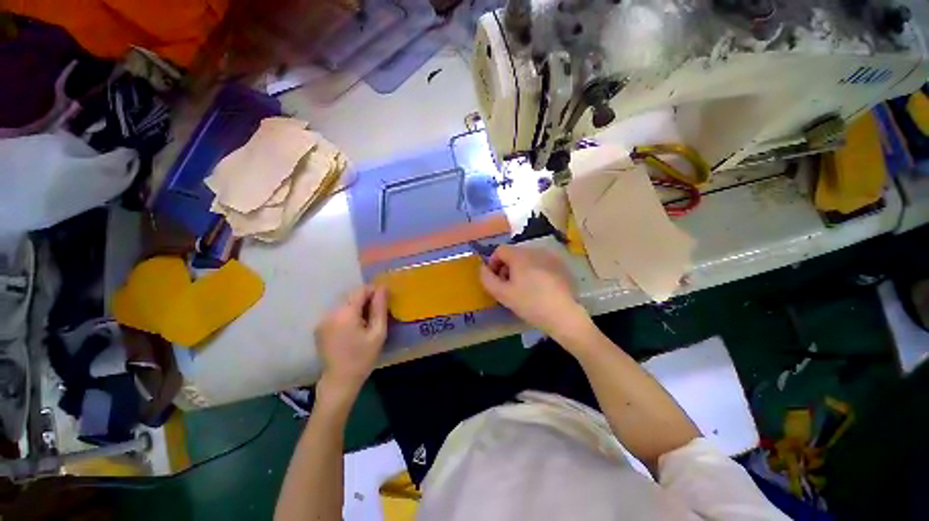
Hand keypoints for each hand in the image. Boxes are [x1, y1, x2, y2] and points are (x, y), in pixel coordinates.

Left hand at [315, 285, 387, 403]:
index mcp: (345, 314)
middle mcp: (330, 313)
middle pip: (351, 296)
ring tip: (367, 320)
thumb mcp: (378, 333)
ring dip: (357, 306)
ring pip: (344, 304)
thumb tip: (382, 288)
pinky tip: (354, 327)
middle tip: (378, 312)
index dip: (374, 291)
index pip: (360, 291)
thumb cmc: (363, 357)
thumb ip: (380, 308)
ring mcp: (322, 320)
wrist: (340, 381)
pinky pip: (337, 313)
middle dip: (366, 299)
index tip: (384, 299)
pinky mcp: (320, 327)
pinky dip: (347, 314)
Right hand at [480, 245, 590, 339]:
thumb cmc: (530, 304)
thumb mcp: (503, 294)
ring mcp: (550, 257)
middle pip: (514, 254)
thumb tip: (482, 268)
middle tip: (508, 286)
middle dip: (506, 267)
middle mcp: (535, 250)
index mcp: (520, 255)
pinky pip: (540, 263)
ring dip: (520, 269)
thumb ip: (487, 279)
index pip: (500, 250)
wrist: (564, 315)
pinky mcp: (560, 265)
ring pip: (527, 258)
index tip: (496, 279)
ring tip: (523, 288)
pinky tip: (539, 288)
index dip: (493, 263)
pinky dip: (534, 271)